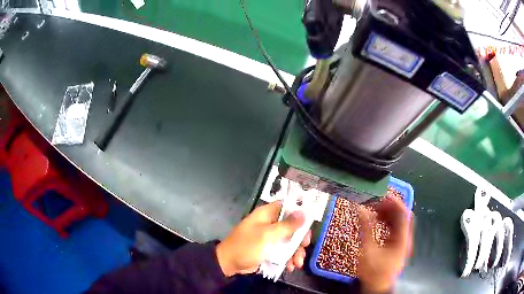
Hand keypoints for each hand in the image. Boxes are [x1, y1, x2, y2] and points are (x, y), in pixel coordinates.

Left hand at [216, 201, 311, 276]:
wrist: (229, 263)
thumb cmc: (247, 246)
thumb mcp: (267, 235)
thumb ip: (287, 225)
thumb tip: (303, 213)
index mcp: (267, 214)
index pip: (288, 207)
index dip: (300, 214)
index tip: (309, 225)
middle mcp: (270, 223)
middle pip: (292, 226)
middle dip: (300, 239)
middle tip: (304, 247)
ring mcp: (269, 237)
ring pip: (289, 241)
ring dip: (295, 252)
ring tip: (297, 264)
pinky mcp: (269, 249)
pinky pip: (283, 251)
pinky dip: (288, 258)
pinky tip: (290, 267)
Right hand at [358, 196, 412, 293]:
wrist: (377, 286)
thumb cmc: (373, 270)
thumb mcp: (368, 250)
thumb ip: (366, 228)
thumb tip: (361, 209)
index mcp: (402, 238)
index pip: (403, 213)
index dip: (394, 202)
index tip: (382, 195)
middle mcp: (405, 237)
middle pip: (402, 216)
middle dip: (391, 207)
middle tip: (377, 202)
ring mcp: (402, 241)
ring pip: (399, 221)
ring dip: (389, 213)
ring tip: (375, 210)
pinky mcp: (398, 245)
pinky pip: (395, 228)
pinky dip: (388, 222)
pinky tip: (378, 221)